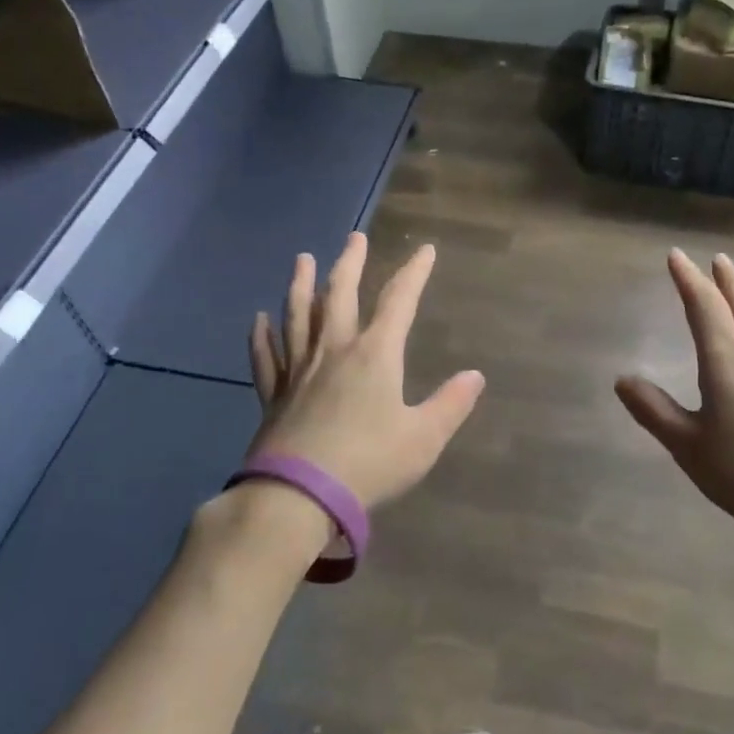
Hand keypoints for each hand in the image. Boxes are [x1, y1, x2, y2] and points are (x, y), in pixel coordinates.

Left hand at [247, 233, 483, 510]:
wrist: (299, 496)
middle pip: (341, 295)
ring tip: (302, 259)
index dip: (414, 273)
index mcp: (375, 355)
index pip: (399, 302)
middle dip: (350, 263)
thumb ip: (451, 404)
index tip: (424, 250)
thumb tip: (475, 376)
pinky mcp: (274, 394)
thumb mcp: (423, 438)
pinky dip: (261, 335)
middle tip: (354, 237)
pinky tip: (258, 318)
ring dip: (301, 285)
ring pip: (298, 316)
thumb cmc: (369, 463)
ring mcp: (299, 370)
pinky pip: (265, 356)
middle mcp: (335, 350)